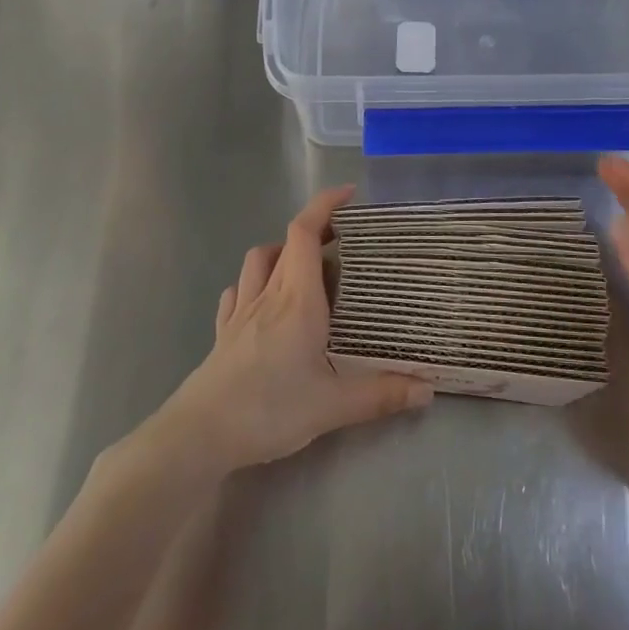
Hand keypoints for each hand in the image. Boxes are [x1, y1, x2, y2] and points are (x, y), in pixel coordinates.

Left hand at [153, 185, 431, 474]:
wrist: (200, 435)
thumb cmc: (269, 409)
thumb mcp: (333, 406)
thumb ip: (381, 394)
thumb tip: (428, 390)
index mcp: (297, 299)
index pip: (305, 232)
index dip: (325, 205)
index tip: (349, 195)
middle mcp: (268, 295)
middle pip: (286, 242)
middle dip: (314, 229)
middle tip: (343, 241)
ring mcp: (240, 312)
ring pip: (258, 261)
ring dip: (282, 252)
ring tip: (305, 268)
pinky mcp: (223, 333)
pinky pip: (238, 292)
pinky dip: (254, 283)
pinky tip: (264, 301)